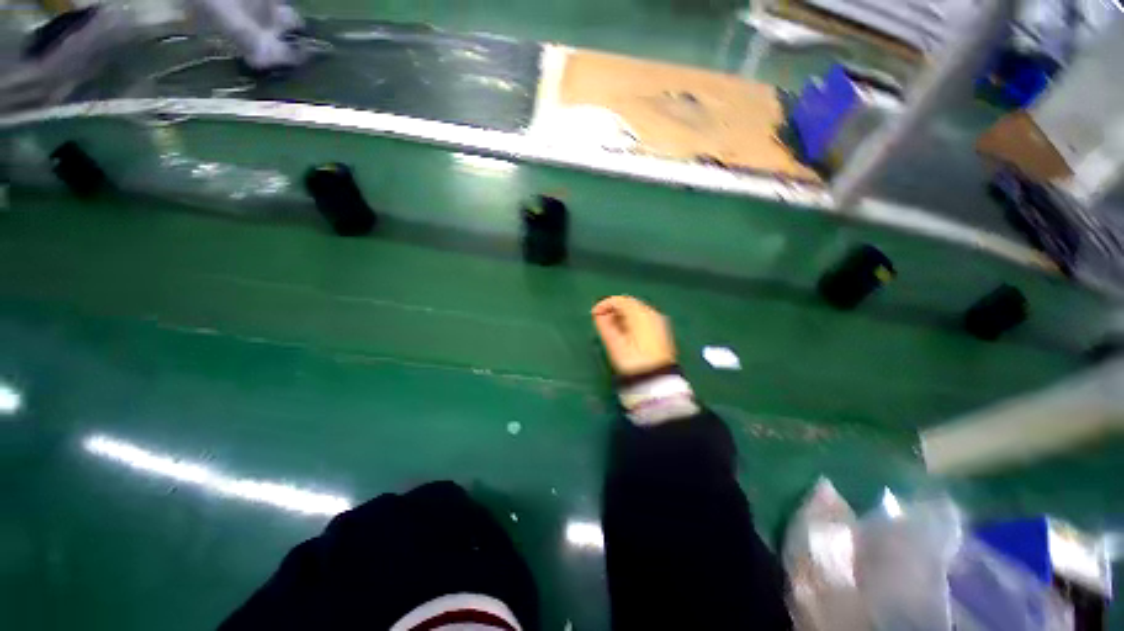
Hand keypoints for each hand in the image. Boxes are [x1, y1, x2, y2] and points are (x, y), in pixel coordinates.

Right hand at [592, 296, 676, 376]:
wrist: (656, 380)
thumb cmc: (632, 360)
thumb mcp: (614, 343)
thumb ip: (604, 325)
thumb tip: (599, 315)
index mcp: (640, 314)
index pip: (619, 300)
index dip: (603, 304)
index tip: (593, 314)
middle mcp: (651, 314)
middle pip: (629, 304)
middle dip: (613, 310)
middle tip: (600, 321)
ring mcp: (658, 322)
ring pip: (636, 311)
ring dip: (621, 316)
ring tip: (610, 329)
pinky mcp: (661, 332)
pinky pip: (643, 319)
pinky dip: (631, 322)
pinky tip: (624, 333)